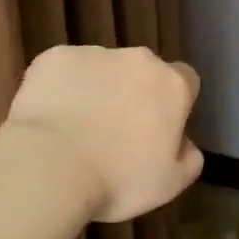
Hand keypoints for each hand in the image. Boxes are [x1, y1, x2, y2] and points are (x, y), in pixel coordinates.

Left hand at [5, 46, 203, 222]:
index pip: (185, 81)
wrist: (50, 165)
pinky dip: (60, 87)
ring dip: (96, 90)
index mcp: (171, 86)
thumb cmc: (118, 179)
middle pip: (142, 71)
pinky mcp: (54, 57)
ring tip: (76, 128)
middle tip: (115, 132)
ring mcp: (93, 53)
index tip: (159, 129)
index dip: (173, 104)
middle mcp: (137, 59)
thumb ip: (188, 159)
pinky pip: (64, 70)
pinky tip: (50, 118)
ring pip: (101, 69)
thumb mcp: (169, 185)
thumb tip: (186, 144)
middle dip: (133, 93)